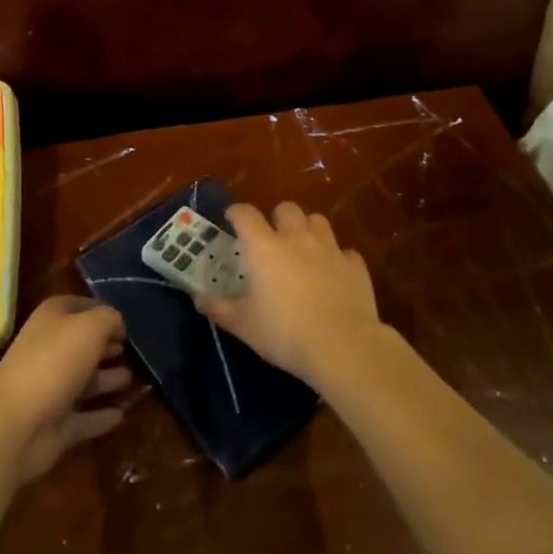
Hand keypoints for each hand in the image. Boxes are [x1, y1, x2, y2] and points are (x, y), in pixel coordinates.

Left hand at [0, 296, 131, 482]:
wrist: (15, 425)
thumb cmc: (54, 362)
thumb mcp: (90, 327)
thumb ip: (109, 319)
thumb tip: (118, 324)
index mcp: (51, 320)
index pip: (78, 306)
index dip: (101, 311)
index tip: (125, 321)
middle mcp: (49, 350)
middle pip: (81, 345)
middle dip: (104, 346)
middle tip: (130, 350)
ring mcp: (51, 389)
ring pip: (84, 381)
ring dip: (106, 380)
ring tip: (131, 379)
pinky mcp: (55, 424)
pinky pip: (84, 418)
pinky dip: (100, 416)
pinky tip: (121, 415)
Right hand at [195, 201, 381, 385]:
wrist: (342, 345)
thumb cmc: (284, 333)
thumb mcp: (243, 325)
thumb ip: (219, 308)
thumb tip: (197, 298)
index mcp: (264, 247)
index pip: (245, 214)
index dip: (236, 212)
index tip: (231, 219)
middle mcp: (296, 238)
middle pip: (286, 208)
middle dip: (278, 218)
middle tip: (272, 239)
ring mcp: (329, 248)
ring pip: (318, 221)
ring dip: (308, 230)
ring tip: (304, 250)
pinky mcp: (355, 265)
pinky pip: (345, 251)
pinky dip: (337, 258)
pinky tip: (334, 275)